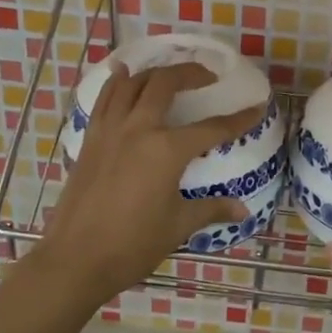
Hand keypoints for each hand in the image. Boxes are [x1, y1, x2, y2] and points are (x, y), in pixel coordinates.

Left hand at [27, 62, 265, 308]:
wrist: (75, 260)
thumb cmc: (133, 245)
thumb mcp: (178, 226)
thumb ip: (211, 209)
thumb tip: (243, 210)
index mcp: (166, 150)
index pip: (212, 128)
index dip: (238, 119)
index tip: (257, 107)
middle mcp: (138, 129)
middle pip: (165, 84)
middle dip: (191, 73)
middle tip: (207, 76)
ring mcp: (110, 131)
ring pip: (131, 84)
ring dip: (154, 72)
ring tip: (170, 73)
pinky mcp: (90, 139)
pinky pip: (104, 99)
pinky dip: (116, 82)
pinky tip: (122, 73)